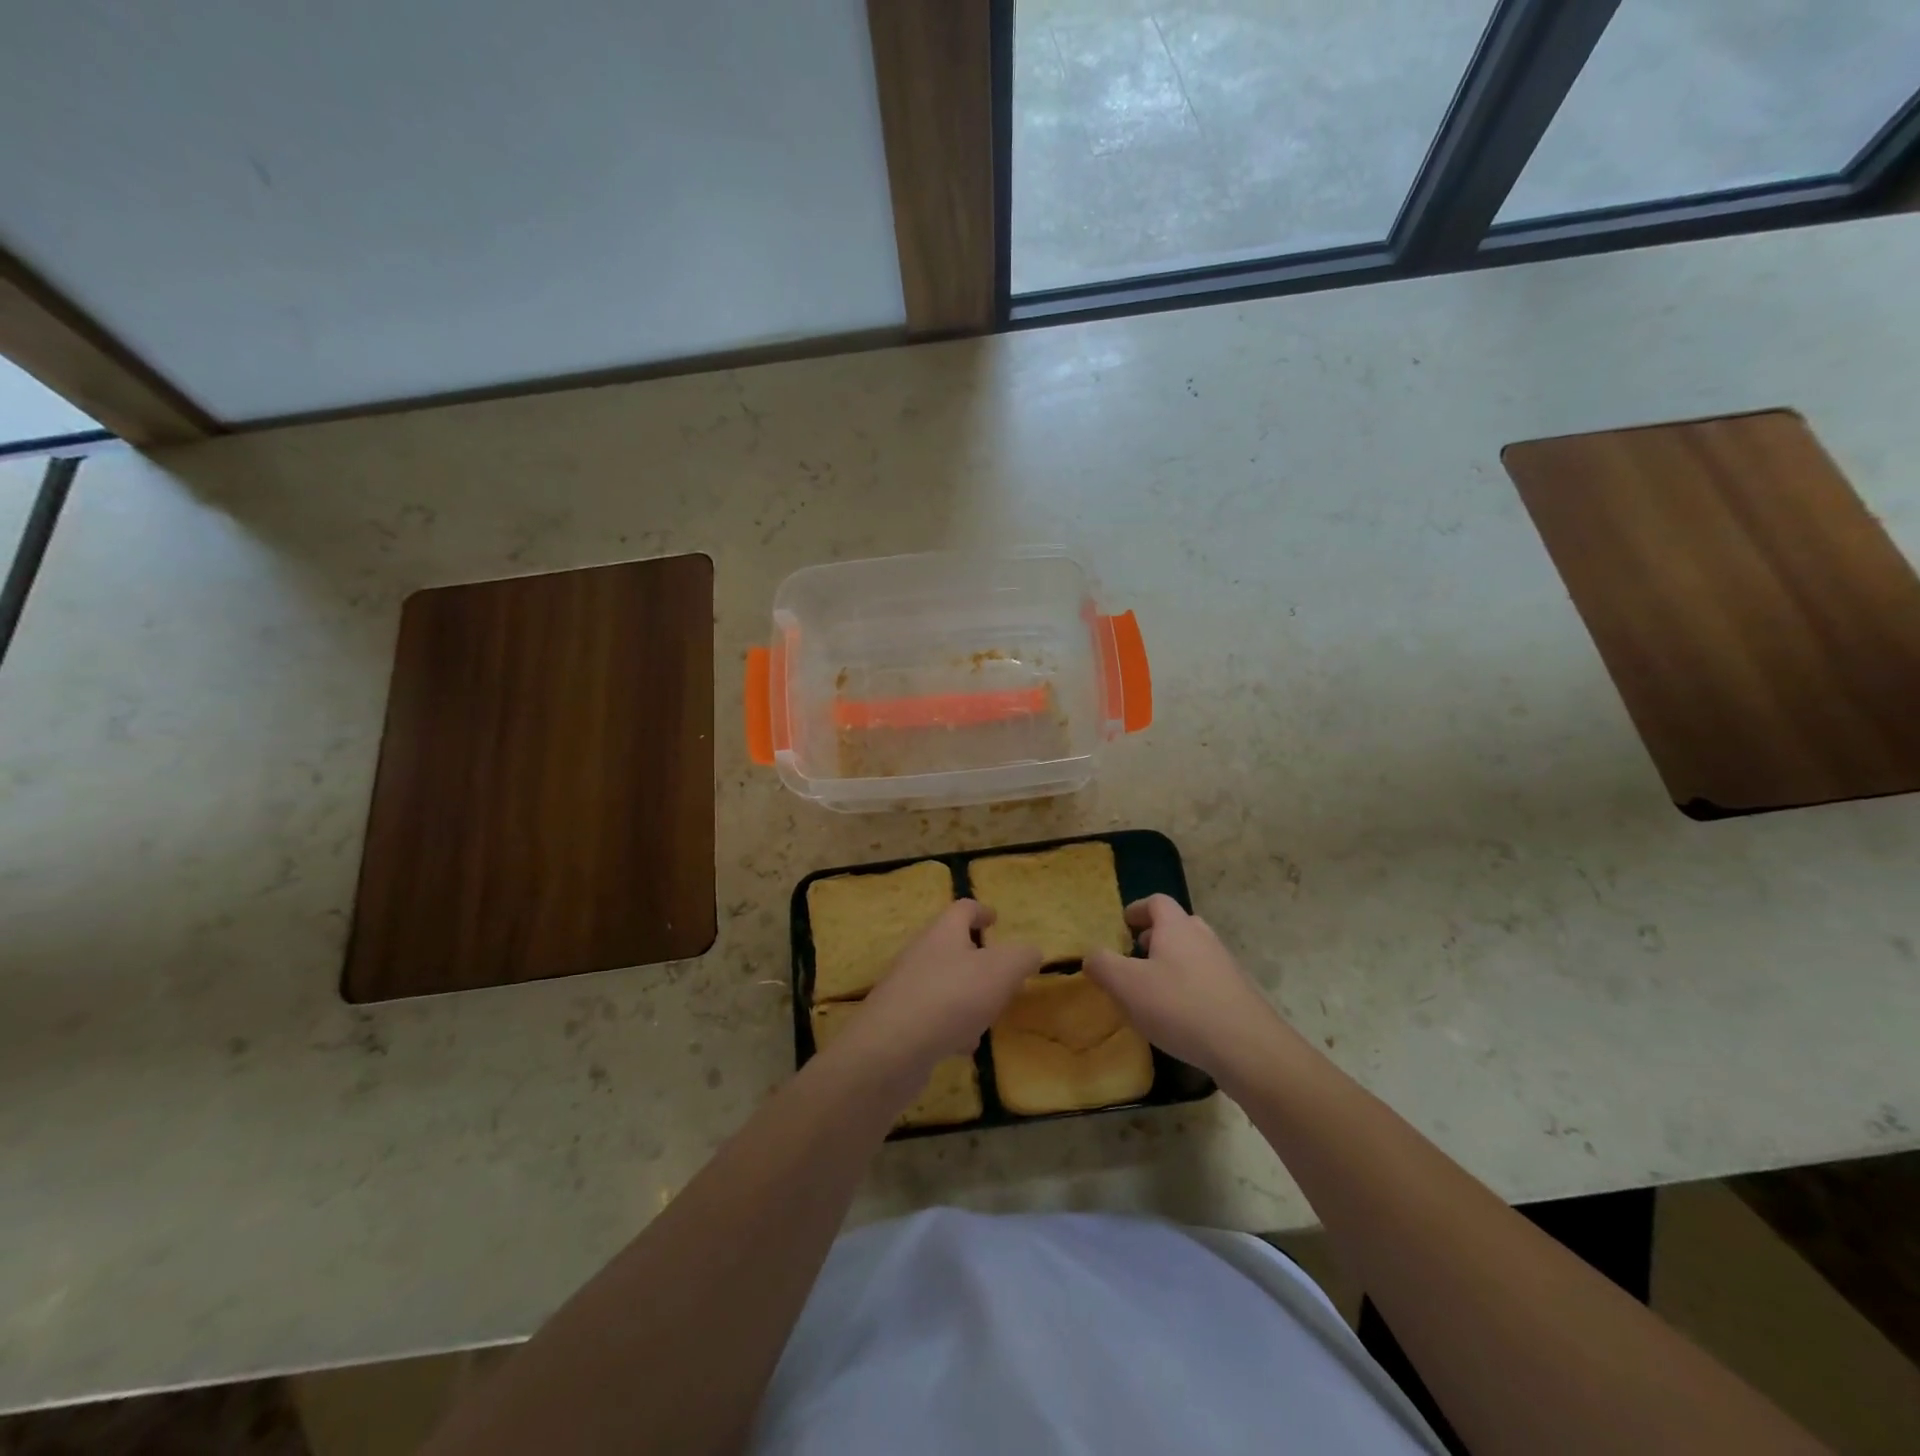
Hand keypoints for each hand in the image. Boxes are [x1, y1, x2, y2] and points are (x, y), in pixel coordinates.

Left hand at [834, 900, 1042, 1087]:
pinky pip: (932, 1015)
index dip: (981, 911)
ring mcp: (906, 987)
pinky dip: (951, 1025)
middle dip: (977, 958)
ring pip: (943, 983)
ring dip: (966, 995)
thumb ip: (1022, 957)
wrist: (892, 1048)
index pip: (963, 909)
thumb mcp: (1002, 971)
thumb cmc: (952, 997)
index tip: (995, 918)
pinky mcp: (899, 1021)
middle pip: (951, 945)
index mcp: (943, 932)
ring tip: (988, 1014)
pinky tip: (964, 1045)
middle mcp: (921, 953)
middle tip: (1000, 972)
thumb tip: (1030, 952)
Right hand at [1085, 894, 1289, 1081]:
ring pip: (1193, 952)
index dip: (1137, 909)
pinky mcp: (1238, 994)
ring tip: (1153, 988)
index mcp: (1176, 927)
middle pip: (1178, 925)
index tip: (1123, 924)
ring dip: (1172, 962)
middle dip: (1155, 936)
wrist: (1247, 1047)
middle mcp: (1203, 938)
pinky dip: (1189, 986)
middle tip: (1136, 955)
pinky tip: (1179, 1015)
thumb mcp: (1126, 985)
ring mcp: (1225, 965)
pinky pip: (1207, 979)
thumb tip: (1091, 955)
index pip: (1157, 902)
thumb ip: (1102, 965)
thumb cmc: (1179, 1006)